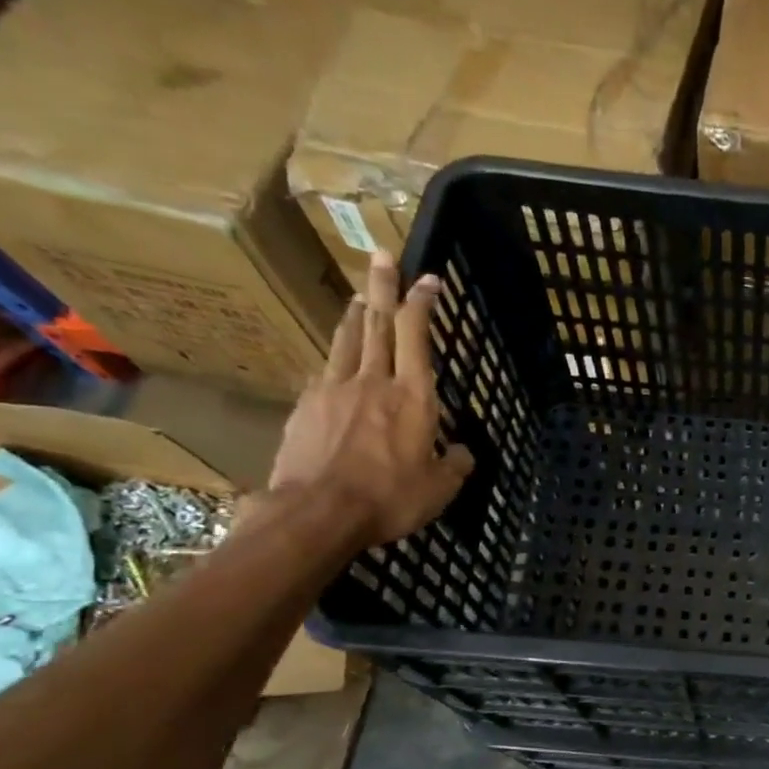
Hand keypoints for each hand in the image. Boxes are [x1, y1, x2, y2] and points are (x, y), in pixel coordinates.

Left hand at [267, 252, 473, 548]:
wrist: (318, 512)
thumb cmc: (390, 498)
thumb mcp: (441, 489)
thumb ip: (455, 464)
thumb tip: (462, 452)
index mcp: (413, 397)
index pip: (416, 335)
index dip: (421, 303)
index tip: (428, 279)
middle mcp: (373, 382)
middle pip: (377, 323)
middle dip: (383, 287)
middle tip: (382, 256)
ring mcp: (333, 390)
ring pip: (346, 341)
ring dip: (356, 315)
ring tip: (360, 298)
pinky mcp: (306, 407)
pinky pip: (325, 372)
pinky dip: (336, 359)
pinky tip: (336, 362)